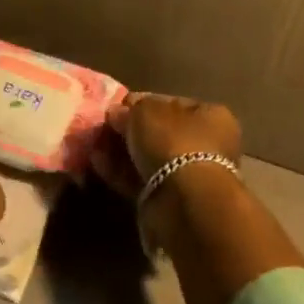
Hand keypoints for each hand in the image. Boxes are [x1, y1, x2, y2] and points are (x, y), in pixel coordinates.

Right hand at [91, 92, 243, 198]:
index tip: (117, 106)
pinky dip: (119, 171)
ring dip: (120, 150)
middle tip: (102, 126)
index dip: (143, 102)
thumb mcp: (145, 110)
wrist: (183, 201)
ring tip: (93, 143)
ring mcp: (187, 174)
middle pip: (159, 132)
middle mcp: (205, 144)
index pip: (173, 103)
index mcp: (211, 116)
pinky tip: (96, 162)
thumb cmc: (172, 141)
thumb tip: (117, 113)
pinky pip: (140, 179)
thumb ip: (130, 108)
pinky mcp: (169, 199)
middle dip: (129, 130)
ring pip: (148, 157)